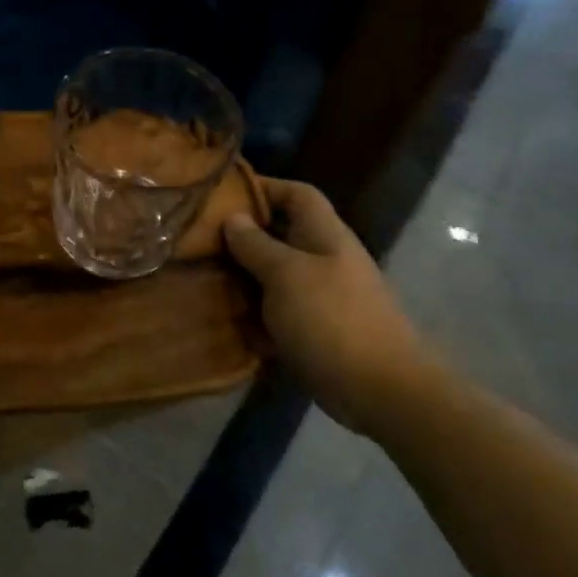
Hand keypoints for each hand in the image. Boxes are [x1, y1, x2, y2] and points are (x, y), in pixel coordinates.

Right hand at [223, 177, 438, 437]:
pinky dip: (252, 313)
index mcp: (325, 235)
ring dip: (242, 277)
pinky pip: (275, 311)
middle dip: (242, 236)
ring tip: (201, 276)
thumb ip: (256, 244)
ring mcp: (320, 297)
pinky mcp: (313, 330)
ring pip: (273, 275)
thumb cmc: (332, 319)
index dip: (264, 187)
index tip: (221, 194)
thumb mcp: (286, 274)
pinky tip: (222, 317)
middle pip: (280, 235)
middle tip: (198, 240)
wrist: (379, 389)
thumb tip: (232, 217)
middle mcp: (324, 259)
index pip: (297, 194)